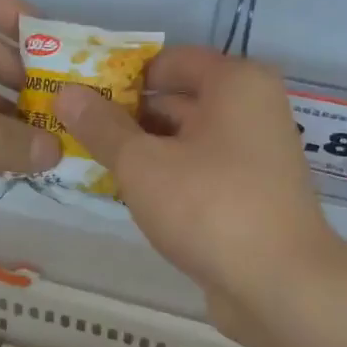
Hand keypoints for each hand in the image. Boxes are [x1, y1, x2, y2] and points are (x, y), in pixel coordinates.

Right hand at [56, 49, 346, 338]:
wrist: (281, 286)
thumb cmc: (210, 206)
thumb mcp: (142, 163)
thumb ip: (102, 127)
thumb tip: (66, 93)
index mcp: (235, 82)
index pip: (168, 60)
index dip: (121, 75)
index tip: (81, 97)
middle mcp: (252, 108)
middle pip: (177, 98)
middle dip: (126, 115)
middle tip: (74, 131)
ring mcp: (255, 153)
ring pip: (186, 137)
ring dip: (143, 148)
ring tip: (91, 161)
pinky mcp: (251, 192)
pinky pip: (199, 169)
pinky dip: (167, 175)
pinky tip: (130, 193)